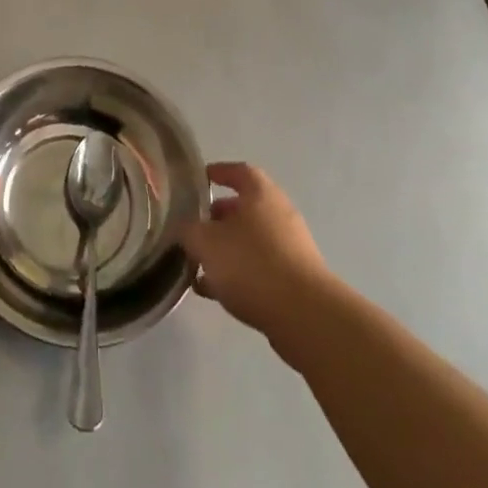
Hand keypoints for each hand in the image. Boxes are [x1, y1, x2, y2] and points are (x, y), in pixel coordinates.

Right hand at [181, 162, 331, 340]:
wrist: (304, 316)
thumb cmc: (252, 264)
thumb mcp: (206, 243)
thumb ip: (188, 231)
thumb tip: (183, 228)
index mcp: (261, 193)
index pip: (238, 171)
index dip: (217, 172)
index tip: (198, 180)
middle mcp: (279, 213)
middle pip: (243, 207)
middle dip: (216, 217)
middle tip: (193, 229)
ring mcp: (290, 246)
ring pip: (250, 240)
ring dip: (225, 249)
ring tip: (198, 265)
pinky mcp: (295, 278)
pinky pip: (259, 267)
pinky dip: (237, 273)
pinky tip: (214, 291)